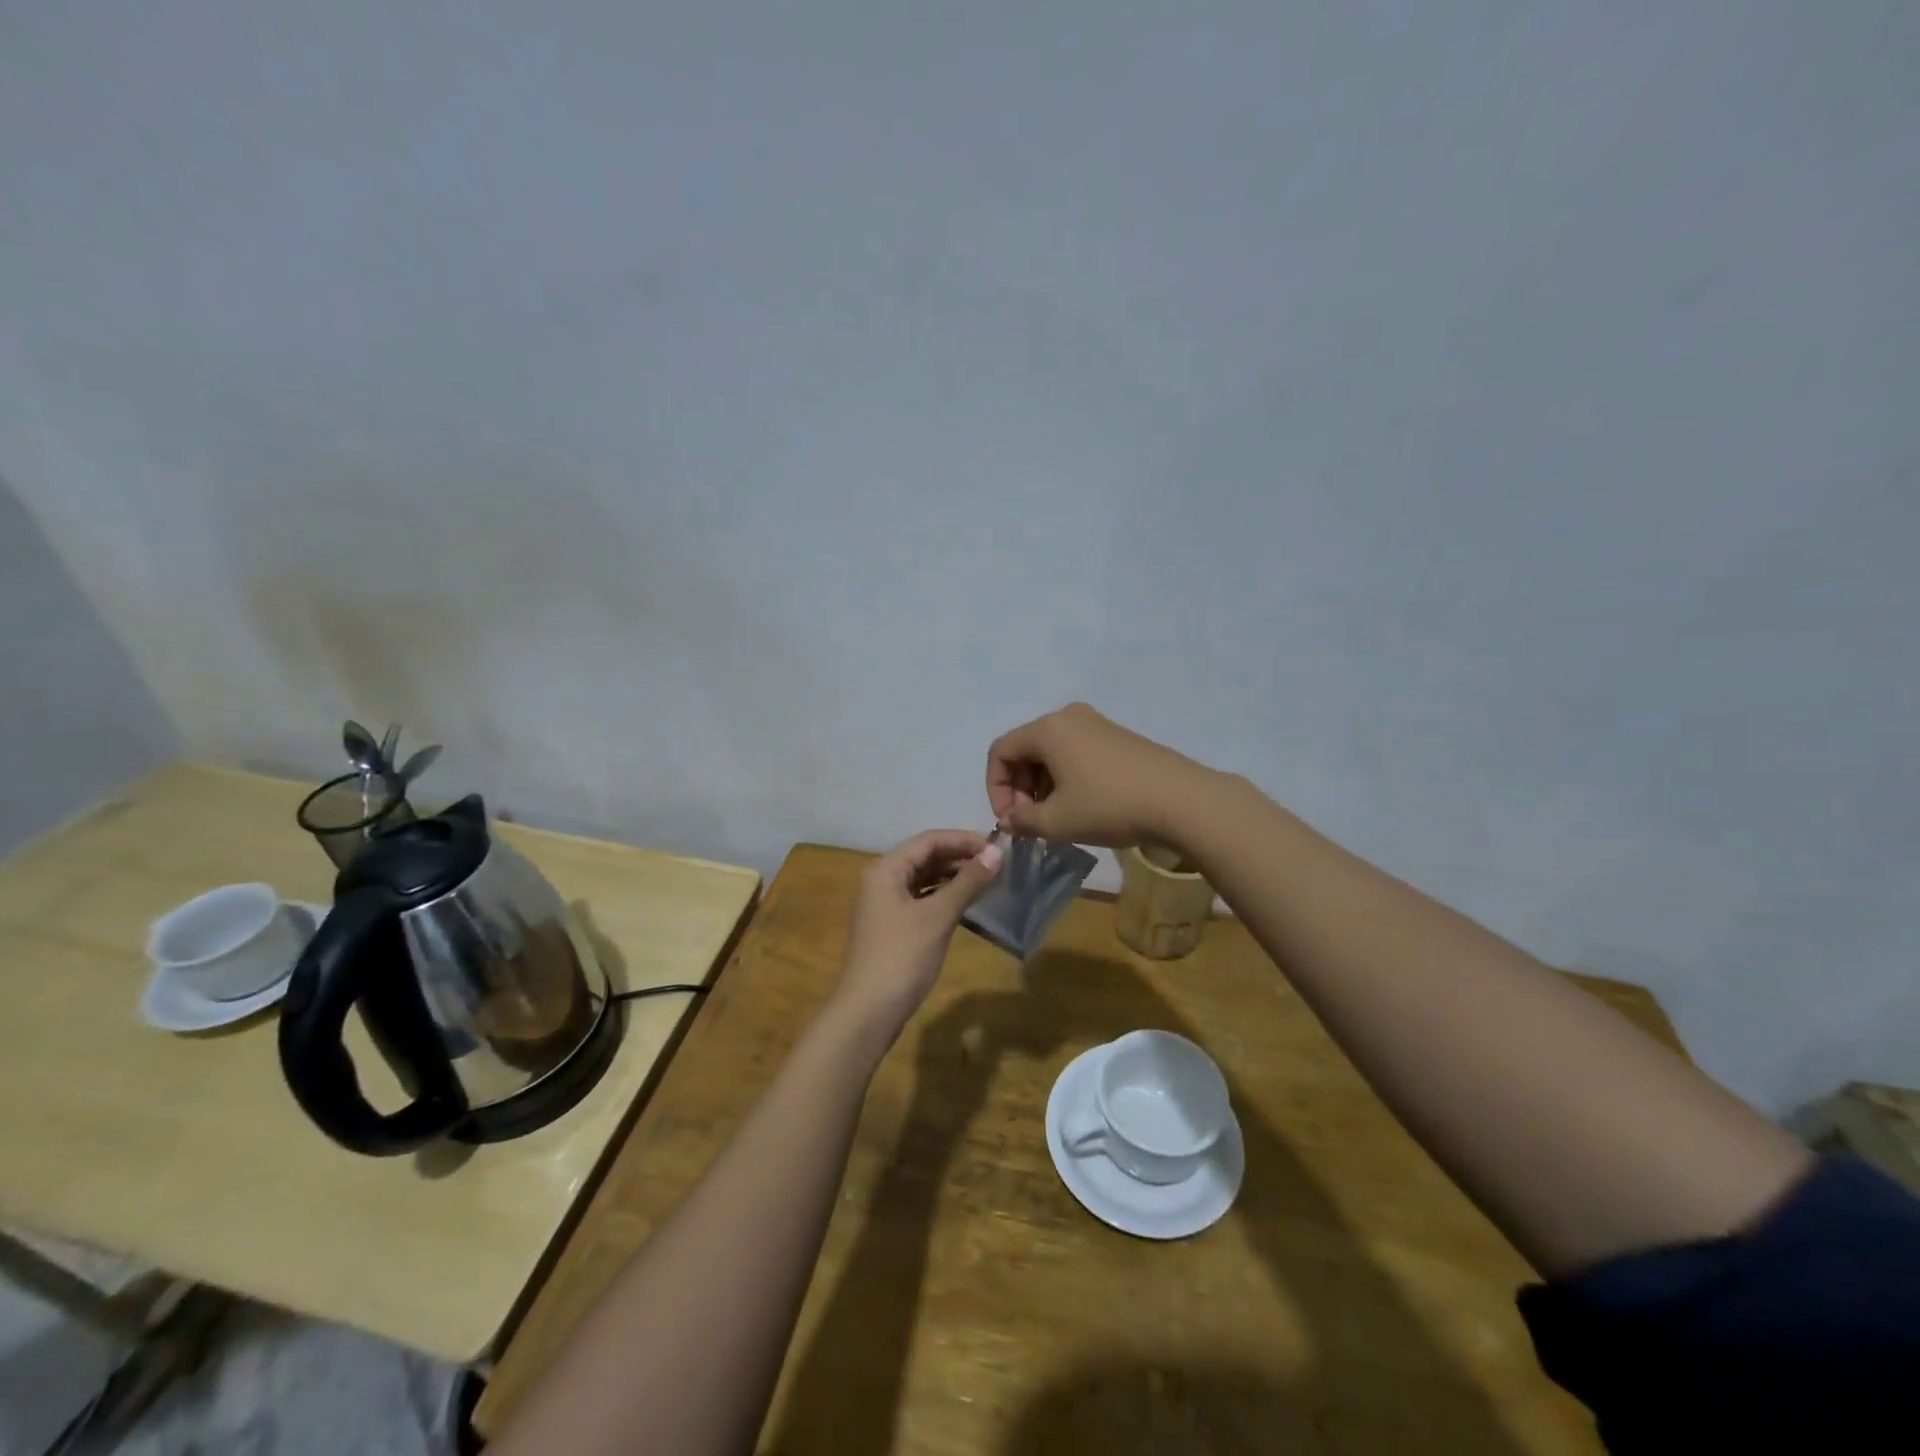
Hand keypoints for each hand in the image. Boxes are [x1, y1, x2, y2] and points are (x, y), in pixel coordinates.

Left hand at [834, 830, 1003, 1036]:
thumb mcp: (938, 916)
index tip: (997, 848)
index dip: (963, 840)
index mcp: (886, 869)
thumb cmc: (902, 956)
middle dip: (960, 857)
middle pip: (925, 857)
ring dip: (953, 877)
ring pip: (923, 879)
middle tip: (996, 865)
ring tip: (987, 881)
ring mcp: (884, 905)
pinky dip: (943, 897)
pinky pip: (921, 899)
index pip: (929, 840)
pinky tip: (966, 904)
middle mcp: (881, 880)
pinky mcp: (891, 927)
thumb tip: (997, 853)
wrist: (868, 1011)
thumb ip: (968, 882)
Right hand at [986, 703, 1210, 848]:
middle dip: (1020, 788)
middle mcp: (1068, 717)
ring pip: (1051, 753)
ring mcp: (1097, 724)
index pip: (1000, 751)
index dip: (995, 788)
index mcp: (1047, 729)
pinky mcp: (1118, 737)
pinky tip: (1082, 807)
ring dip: (1043, 786)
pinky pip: (1076, 753)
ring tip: (1056, 820)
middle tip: (1031, 822)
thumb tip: (1011, 820)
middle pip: (1026, 750)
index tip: (1010, 820)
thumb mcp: (1057, 821)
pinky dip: (1067, 778)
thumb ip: (1023, 821)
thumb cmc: (1108, 806)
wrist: (1181, 801)